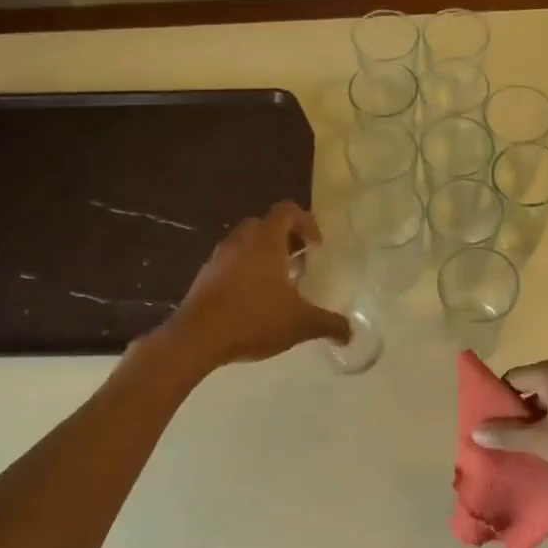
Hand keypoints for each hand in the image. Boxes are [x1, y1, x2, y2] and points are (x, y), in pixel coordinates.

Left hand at [167, 202, 350, 365]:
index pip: (287, 210)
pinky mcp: (204, 276)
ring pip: (245, 244)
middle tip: (299, 264)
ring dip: (263, 256)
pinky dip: (244, 273)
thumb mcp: (300, 323)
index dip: (306, 222)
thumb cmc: (254, 318)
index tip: (316, 247)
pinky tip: (253, 302)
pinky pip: (230, 264)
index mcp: (266, 240)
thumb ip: (328, 324)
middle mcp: (241, 240)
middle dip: (285, 240)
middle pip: (266, 225)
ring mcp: (219, 257)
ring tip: (278, 286)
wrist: (197, 337)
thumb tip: (350, 333)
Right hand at [471, 356, 547, 486]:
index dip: (499, 401)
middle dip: (520, 413)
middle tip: (510, 440)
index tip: (493, 426)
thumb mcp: (543, 442)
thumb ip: (508, 434)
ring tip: (534, 447)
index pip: (513, 378)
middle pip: (533, 386)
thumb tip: (476, 429)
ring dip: (542, 420)